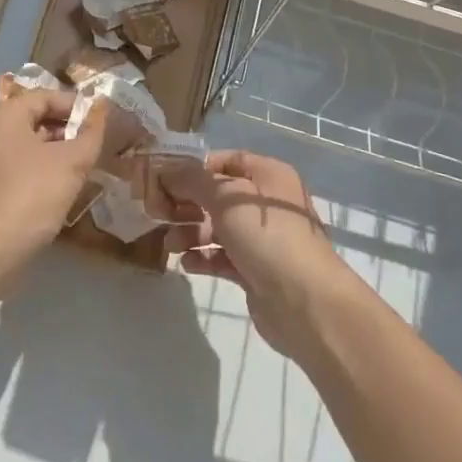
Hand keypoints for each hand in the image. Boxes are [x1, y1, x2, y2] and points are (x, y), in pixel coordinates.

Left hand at [0, 86, 108, 266]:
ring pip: (30, 141)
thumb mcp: (72, 160)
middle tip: (95, 140)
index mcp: (6, 115)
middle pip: (36, 117)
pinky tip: (64, 181)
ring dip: (58, 147)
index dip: (76, 105)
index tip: (101, 120)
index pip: (46, 96)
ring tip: (85, 161)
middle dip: (68, 126)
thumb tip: (103, 106)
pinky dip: (44, 164)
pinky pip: (22, 162)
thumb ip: (91, 131)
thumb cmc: (34, 192)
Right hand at [160, 150, 365, 358]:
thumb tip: (167, 170)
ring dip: (190, 232)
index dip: (194, 168)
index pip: (225, 160)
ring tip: (170, 244)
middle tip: (157, 213)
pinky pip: (222, 256)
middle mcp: (266, 203)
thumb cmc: (266, 235)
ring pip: (217, 227)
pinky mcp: (255, 269)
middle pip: (218, 196)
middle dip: (187, 203)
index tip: (162, 179)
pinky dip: (203, 257)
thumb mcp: (226, 198)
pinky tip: (186, 263)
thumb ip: (193, 181)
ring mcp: (262, 238)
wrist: (304, 300)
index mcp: (268, 176)